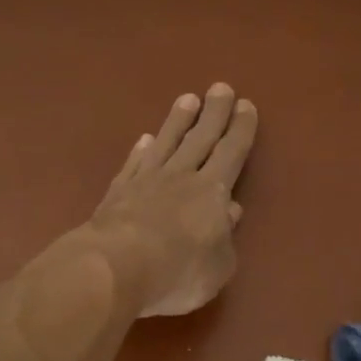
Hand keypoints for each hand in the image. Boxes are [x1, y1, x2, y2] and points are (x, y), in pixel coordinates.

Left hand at [84, 83, 258, 316]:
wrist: (114, 268)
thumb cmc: (177, 272)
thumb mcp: (218, 267)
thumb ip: (226, 239)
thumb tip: (229, 211)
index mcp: (212, 192)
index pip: (231, 152)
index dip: (241, 129)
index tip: (245, 106)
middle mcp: (181, 177)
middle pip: (201, 138)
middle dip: (214, 113)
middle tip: (220, 88)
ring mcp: (145, 181)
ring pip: (166, 143)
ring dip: (178, 121)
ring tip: (187, 99)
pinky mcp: (117, 192)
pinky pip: (134, 164)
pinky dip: (141, 150)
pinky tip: (145, 140)